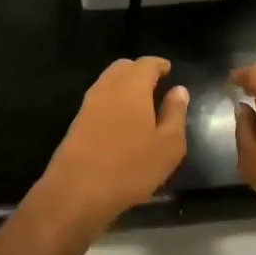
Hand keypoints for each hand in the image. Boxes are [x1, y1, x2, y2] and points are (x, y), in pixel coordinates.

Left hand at [33, 57, 188, 235]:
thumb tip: (179, 90)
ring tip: (141, 104)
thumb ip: (175, 113)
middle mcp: (107, 88)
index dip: (159, 65)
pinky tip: (122, 121)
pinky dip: (113, 101)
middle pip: (122, 68)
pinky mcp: (77, 123)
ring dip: (124, 86)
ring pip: (108, 83)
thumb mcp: (168, 145)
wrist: (77, 191)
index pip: (146, 64)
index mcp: (132, 87)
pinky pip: (99, 101)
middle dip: (139, 71)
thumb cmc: (131, 167)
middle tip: (155, 84)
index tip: (168, 70)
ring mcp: (88, 105)